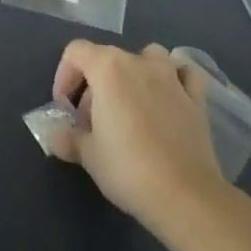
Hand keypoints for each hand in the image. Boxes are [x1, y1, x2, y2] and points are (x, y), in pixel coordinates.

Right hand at [52, 40, 227, 230]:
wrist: (186, 197)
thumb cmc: (128, 169)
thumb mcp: (88, 155)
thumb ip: (67, 138)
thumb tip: (54, 135)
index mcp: (108, 68)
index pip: (76, 52)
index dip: (64, 76)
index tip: (64, 108)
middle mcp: (139, 63)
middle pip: (108, 58)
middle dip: (94, 85)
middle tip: (92, 121)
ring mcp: (172, 78)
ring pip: (149, 56)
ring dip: (136, 72)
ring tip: (130, 103)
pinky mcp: (197, 100)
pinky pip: (185, 75)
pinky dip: (176, 79)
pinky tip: (170, 97)